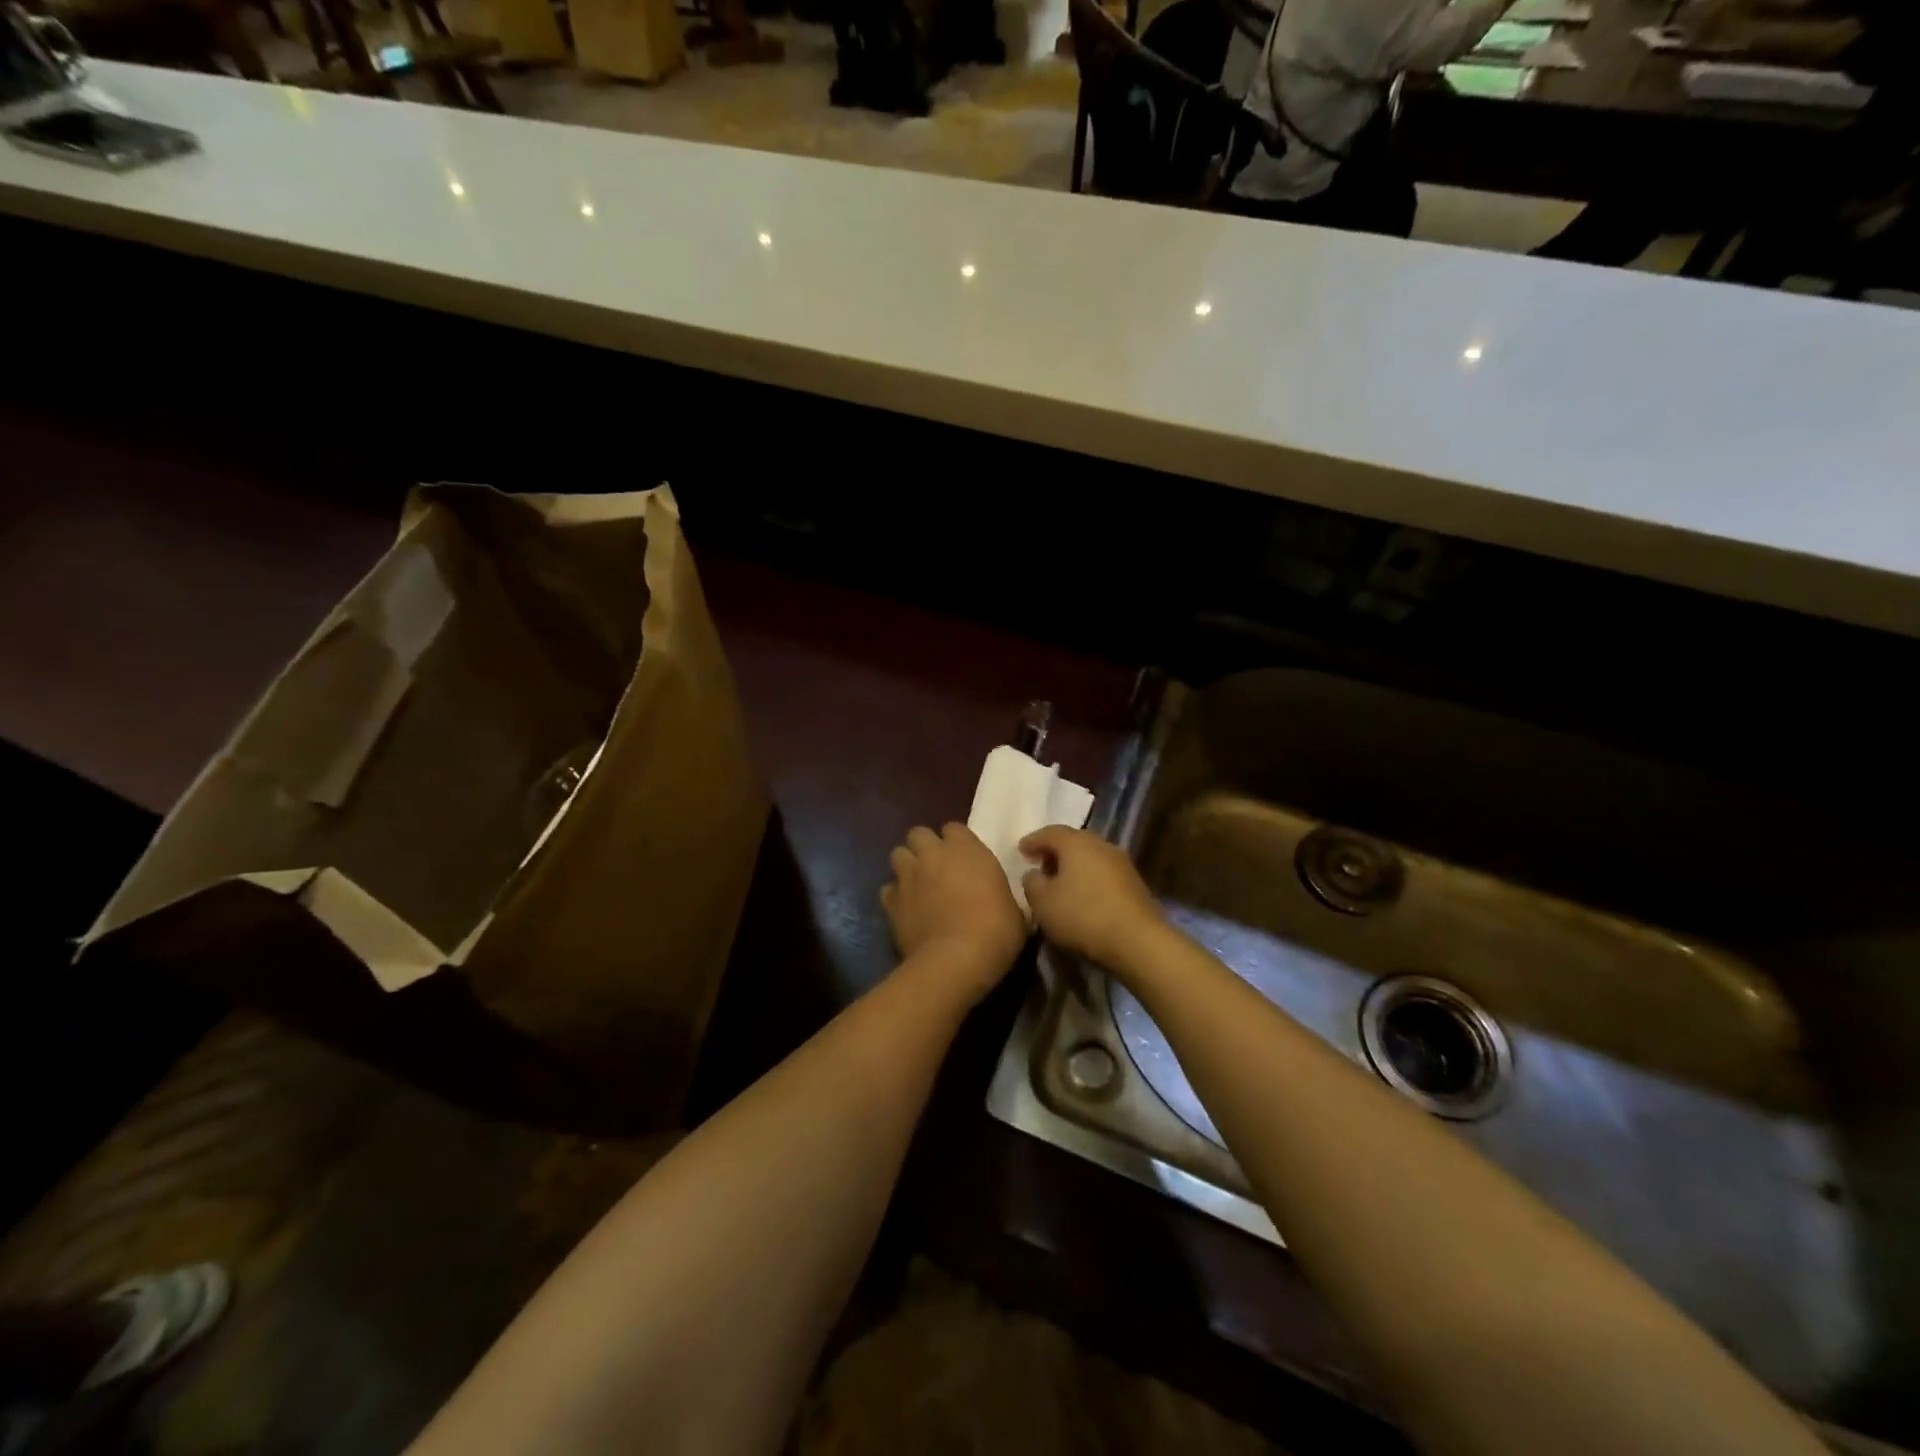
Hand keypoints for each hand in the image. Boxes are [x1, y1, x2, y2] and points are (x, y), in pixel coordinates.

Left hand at [882, 823, 1027, 1001]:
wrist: (956, 959)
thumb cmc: (996, 931)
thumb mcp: (1015, 911)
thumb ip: (1003, 897)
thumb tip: (1004, 904)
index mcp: (967, 850)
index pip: (954, 828)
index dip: (956, 842)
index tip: (963, 858)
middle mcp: (933, 855)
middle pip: (918, 834)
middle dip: (925, 846)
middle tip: (936, 867)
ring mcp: (908, 876)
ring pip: (898, 855)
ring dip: (907, 866)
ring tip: (917, 884)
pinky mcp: (890, 902)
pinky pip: (888, 890)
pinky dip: (895, 897)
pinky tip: (906, 910)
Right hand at [1018, 826, 1163, 970]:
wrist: (1137, 940)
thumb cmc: (1082, 916)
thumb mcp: (1042, 903)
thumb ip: (1032, 883)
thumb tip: (1034, 874)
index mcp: (1076, 843)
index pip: (1049, 832)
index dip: (1032, 841)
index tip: (1020, 851)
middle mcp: (1100, 844)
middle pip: (1073, 841)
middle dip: (1054, 852)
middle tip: (1039, 865)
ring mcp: (1121, 863)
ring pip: (1090, 857)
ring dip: (1073, 866)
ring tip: (1060, 883)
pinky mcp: (1134, 883)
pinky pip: (1103, 873)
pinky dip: (1089, 879)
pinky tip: (1082, 896)